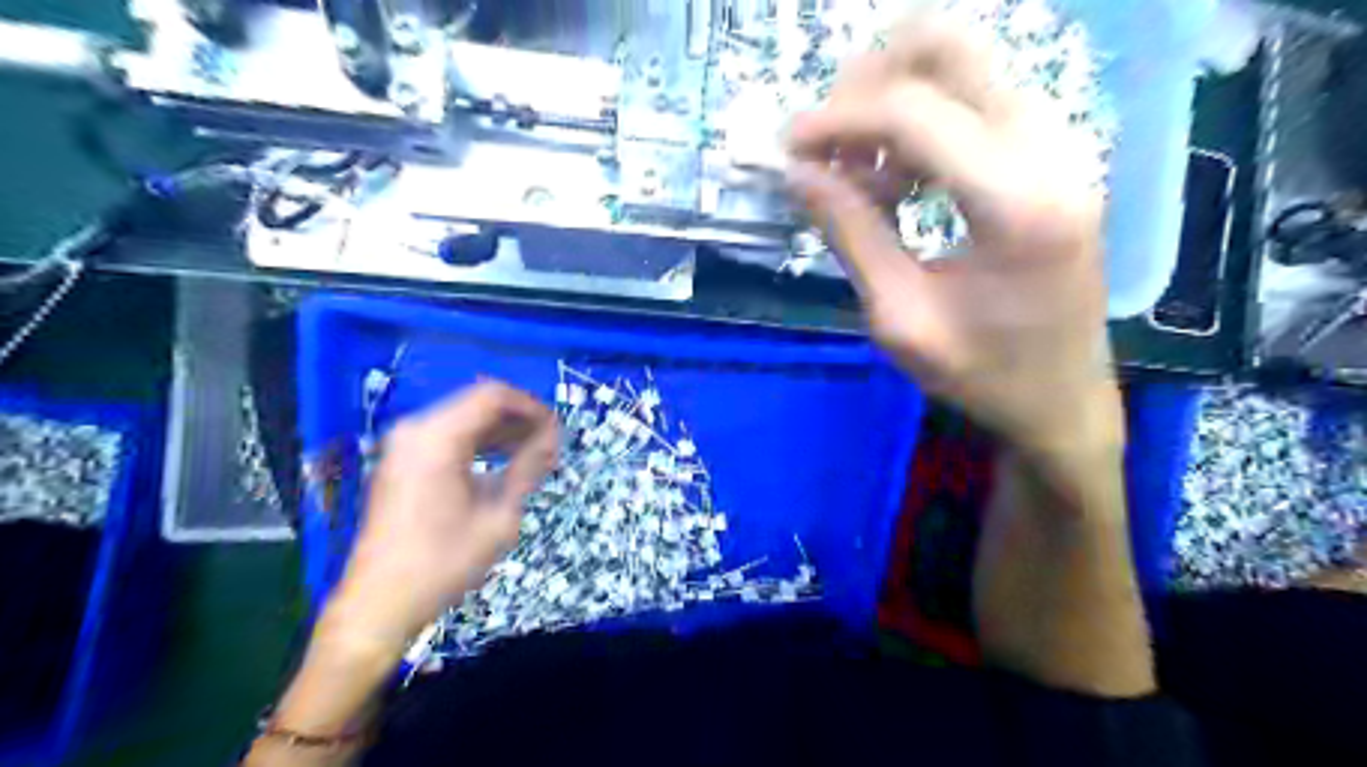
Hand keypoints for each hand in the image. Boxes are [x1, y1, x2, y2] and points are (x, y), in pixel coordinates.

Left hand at [323, 380, 556, 642]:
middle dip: (519, 419)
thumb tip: (553, 439)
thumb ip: (528, 468)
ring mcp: (404, 444)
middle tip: (550, 444)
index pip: (494, 396)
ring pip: (464, 418)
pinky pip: (448, 436)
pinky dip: (479, 443)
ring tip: (534, 453)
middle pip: (478, 403)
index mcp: (437, 437)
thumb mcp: (499, 516)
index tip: (557, 430)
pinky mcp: (401, 461)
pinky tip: (502, 462)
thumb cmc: (444, 562)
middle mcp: (416, 430)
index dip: (532, 407)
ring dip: (501, 431)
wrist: (380, 603)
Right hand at [791, 17, 1120, 451]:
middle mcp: (1050, 149)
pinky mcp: (1052, 153)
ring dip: (893, 102)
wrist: (1062, 397)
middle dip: (868, 83)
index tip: (788, 149)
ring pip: (962, 63)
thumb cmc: (982, 374)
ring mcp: (1059, 143)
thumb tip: (798, 172)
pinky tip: (898, 181)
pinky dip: (921, 121)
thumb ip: (850, 234)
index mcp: (1016, 203)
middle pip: (948, 49)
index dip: (838, 119)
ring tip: (861, 177)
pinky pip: (975, 98)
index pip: (914, 112)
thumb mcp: (900, 318)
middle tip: (827, 146)